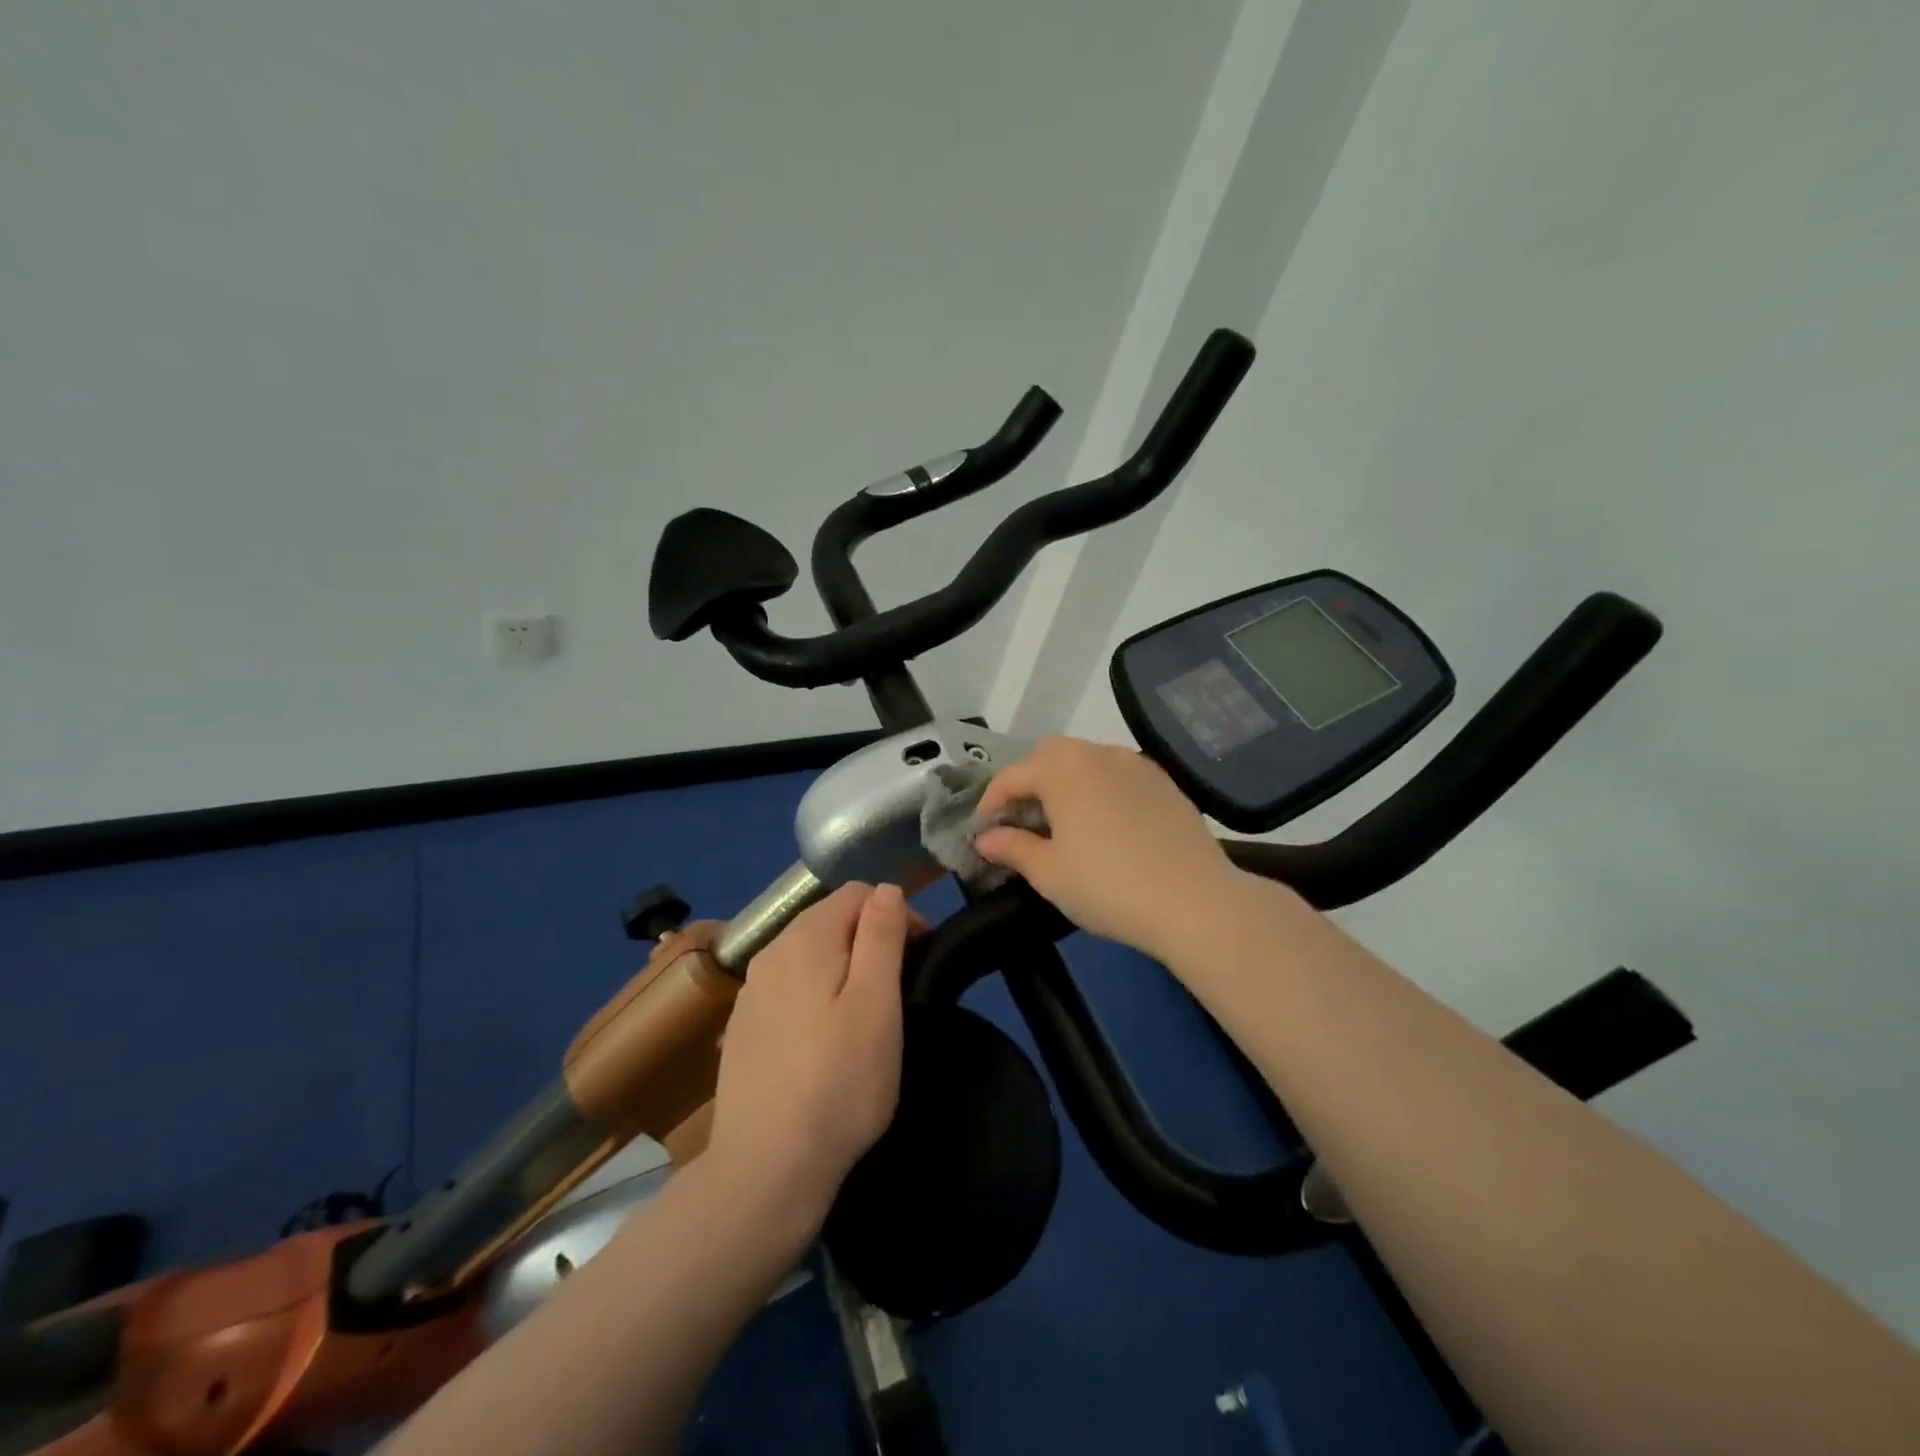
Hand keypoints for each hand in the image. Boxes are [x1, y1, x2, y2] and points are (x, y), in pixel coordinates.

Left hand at [706, 883, 918, 1230]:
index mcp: (804, 939)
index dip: (896, 913)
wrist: (765, 1169)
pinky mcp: (743, 1028)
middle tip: (900, 987)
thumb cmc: (839, 1082)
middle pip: (829, 919)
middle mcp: (770, 953)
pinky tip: (826, 1039)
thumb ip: (881, 936)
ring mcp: (751, 992)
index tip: (920, 954)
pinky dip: (816, 994)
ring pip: (809, 955)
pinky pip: (789, 988)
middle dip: (870, 938)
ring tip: (868, 1014)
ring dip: (844, 966)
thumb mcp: (877, 1003)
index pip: (857, 893)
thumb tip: (887, 890)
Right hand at [974, 736, 1241, 961]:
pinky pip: (1118, 774)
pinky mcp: (1163, 782)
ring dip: (1065, 782)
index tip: (984, 832)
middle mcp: (1098, 754)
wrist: (1195, 901)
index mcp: (1062, 769)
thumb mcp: (1049, 873)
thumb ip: (1012, 848)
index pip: (1011, 776)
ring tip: (1065, 823)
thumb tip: (986, 839)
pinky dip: (1100, 788)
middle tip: (1024, 823)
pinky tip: (1106, 825)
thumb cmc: (1108, 887)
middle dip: (1029, 782)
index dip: (990, 803)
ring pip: (1087, 760)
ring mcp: (1135, 764)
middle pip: (1049, 755)